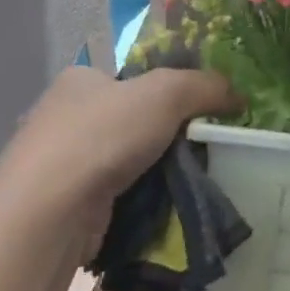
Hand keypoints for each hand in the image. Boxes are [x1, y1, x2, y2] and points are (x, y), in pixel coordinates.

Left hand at [0, 66, 238, 241]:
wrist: (51, 211)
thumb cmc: (102, 137)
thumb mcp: (164, 93)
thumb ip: (204, 86)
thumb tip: (238, 94)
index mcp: (79, 80)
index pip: (131, 80)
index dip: (168, 92)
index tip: (201, 114)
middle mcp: (64, 116)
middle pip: (132, 123)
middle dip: (166, 139)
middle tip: (203, 152)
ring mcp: (62, 163)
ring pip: (126, 163)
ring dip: (155, 174)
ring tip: (190, 185)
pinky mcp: (67, 203)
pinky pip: (116, 197)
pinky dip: (139, 202)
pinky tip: (162, 211)